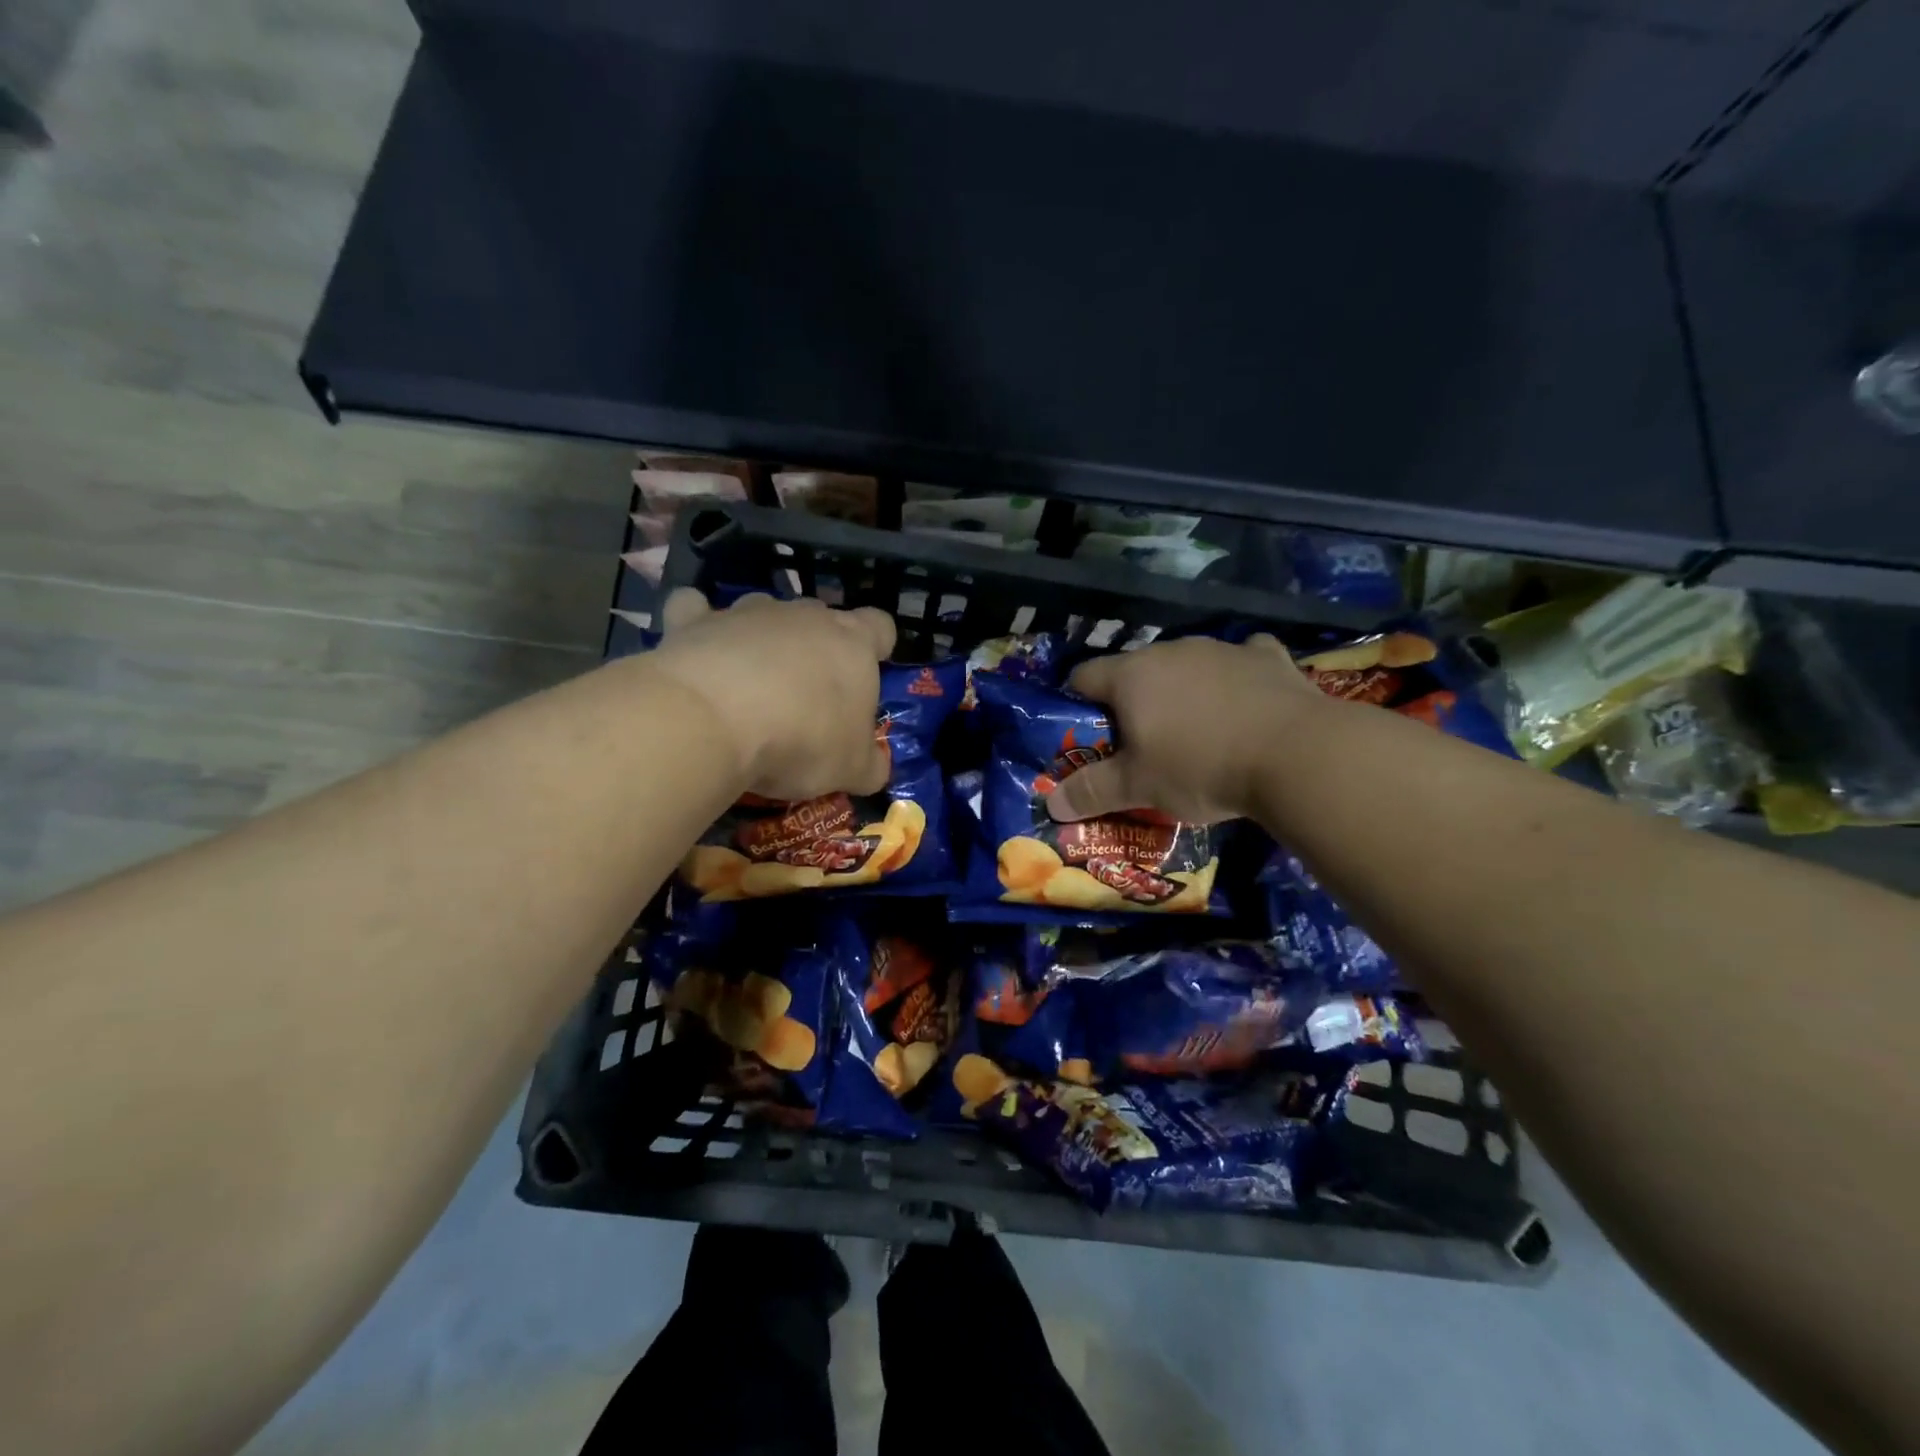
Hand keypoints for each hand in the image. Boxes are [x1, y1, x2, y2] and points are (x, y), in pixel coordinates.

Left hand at [650, 589, 896, 800]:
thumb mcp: (851, 769)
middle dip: (816, 647)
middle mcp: (803, 616)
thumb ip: (870, 765)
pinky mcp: (694, 621)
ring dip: (761, 639)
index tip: (867, 670)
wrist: (716, 721)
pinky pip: (694, 609)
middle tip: (808, 694)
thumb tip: (876, 769)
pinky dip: (697, 624)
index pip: (879, 625)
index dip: (876, 644)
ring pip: (763, 613)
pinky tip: (695, 649)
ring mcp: (747, 614)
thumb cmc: (803, 740)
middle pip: (819, 618)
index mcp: (853, 643)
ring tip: (750, 682)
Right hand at [1045, 636, 1326, 824]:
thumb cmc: (1201, 767)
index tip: (1088, 736)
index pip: (1083, 677)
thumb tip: (1051, 803)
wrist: (1297, 754)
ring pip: (1186, 665)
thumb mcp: (1139, 787)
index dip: (1077, 704)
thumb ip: (1091, 792)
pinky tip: (1244, 705)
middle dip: (1132, 701)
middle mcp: (1171, 650)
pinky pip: (1239, 661)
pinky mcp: (1267, 656)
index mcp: (1131, 675)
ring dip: (1182, 690)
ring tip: (1196, 731)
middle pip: (1135, 671)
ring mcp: (1221, 649)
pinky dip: (1234, 680)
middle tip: (1142, 743)